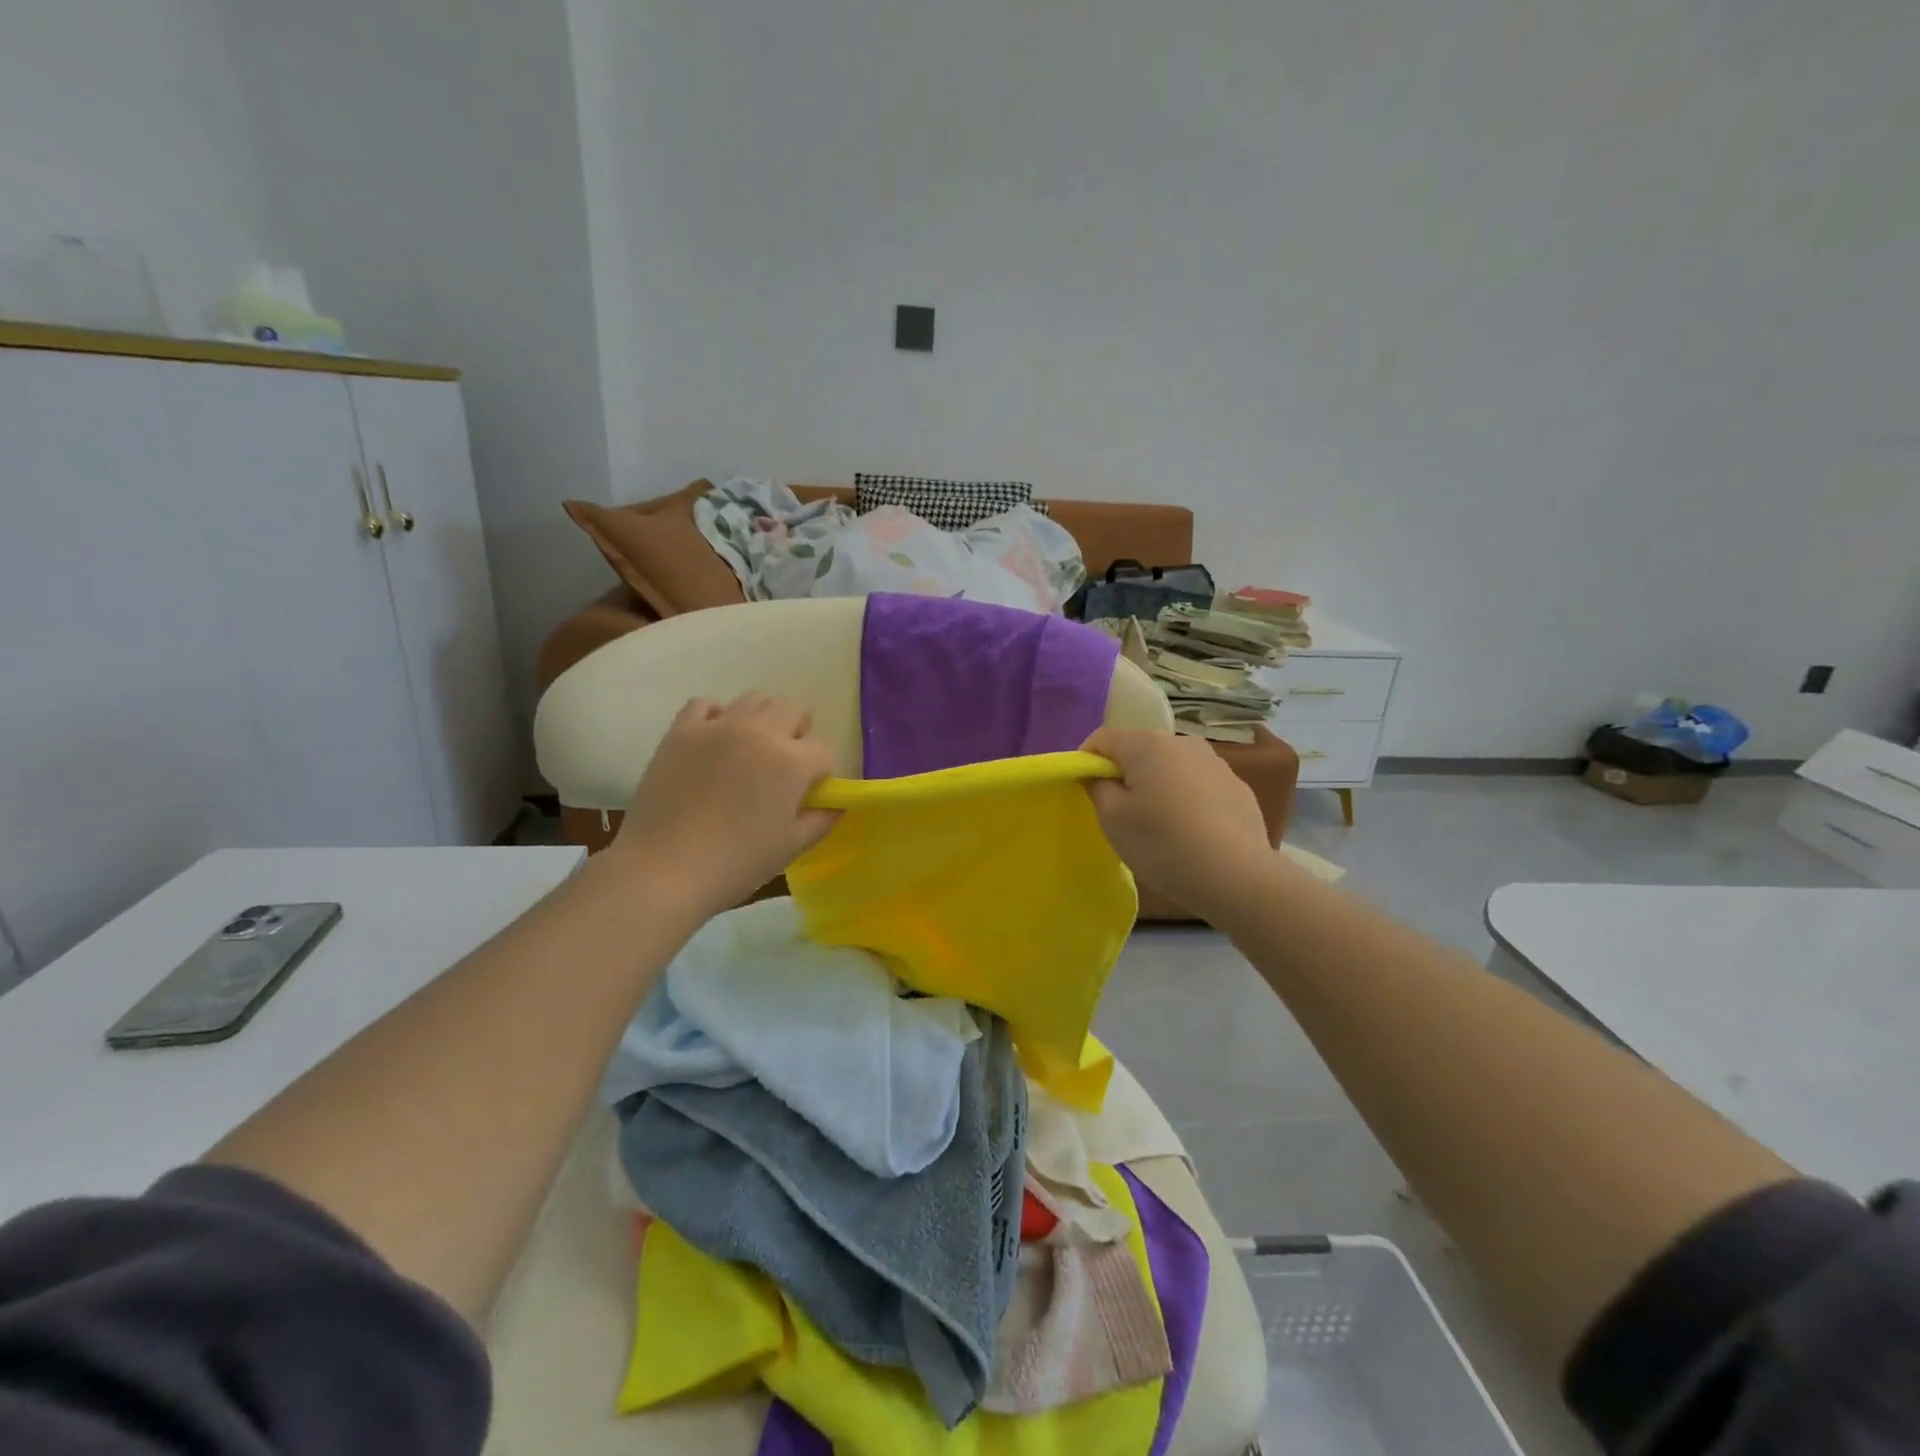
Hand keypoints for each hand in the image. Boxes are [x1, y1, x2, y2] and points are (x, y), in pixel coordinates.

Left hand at [608, 694, 837, 916]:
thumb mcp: (791, 847)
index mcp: (791, 761)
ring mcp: (717, 727)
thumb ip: (821, 820)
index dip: (821, 773)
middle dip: (798, 734)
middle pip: (793, 709)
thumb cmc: (737, 862)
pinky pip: (705, 704)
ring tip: (751, 751)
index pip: (823, 751)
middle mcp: (759, 732)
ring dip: (762, 721)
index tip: (808, 795)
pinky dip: (716, 717)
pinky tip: (714, 742)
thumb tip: (835, 805)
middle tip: (785, 767)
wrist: (664, 869)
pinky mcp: (681, 731)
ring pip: (754, 699)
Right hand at [1082, 727, 1275, 921]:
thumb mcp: (1112, 819)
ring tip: (1159, 826)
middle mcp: (1182, 742)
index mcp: (1147, 744)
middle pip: (1139, 750)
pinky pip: (1197, 785)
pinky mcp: (1237, 786)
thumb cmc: (1162, 843)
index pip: (1103, 738)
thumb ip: (1097, 786)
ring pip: (1170, 767)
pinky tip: (1191, 832)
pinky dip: (1186, 800)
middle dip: (1124, 774)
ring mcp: (1215, 762)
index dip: (1087, 761)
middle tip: (1121, 814)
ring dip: (1157, 786)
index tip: (1086, 792)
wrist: (1236, 876)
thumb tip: (1098, 773)